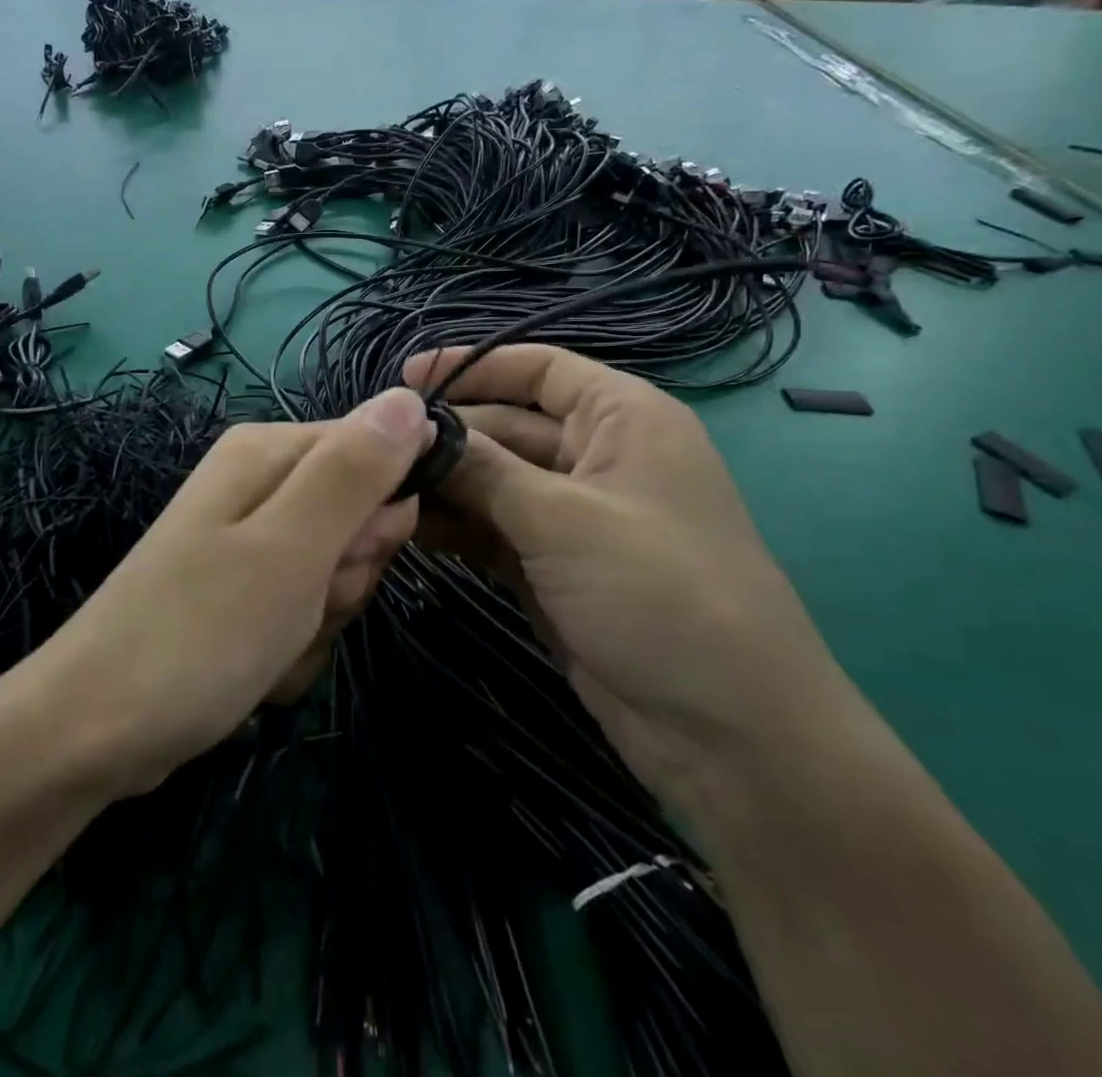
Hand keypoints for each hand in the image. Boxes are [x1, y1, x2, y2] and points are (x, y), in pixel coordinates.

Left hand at [37, 388, 431, 795]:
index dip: (379, 515)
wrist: (93, 731)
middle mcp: (256, 485)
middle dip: (346, 576)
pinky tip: (256, 671)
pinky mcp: (240, 594)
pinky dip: (293, 648)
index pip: (375, 452)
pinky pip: (302, 612)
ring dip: (320, 621)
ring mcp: (247, 543)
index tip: (349, 559)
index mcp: (266, 452)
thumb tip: (410, 397)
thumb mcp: (291, 548)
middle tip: (301, 603)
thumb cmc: (200, 633)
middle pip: (358, 519)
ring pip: (336, 575)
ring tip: (271, 642)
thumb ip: (353, 471)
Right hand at [401, 346, 857, 816]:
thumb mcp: (563, 519)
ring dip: (444, 487)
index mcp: (621, 420)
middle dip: (446, 437)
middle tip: (375, 452)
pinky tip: (409, 531)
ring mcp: (573, 517)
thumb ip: (484, 470)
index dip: (473, 366)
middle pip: (506, 426)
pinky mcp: (553, 567)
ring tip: (381, 492)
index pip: (538, 368)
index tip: (406, 380)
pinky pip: (493, 531)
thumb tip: (416, 432)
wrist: (726, 735)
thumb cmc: (659, 593)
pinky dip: (457, 530)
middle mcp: (597, 458)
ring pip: (493, 483)